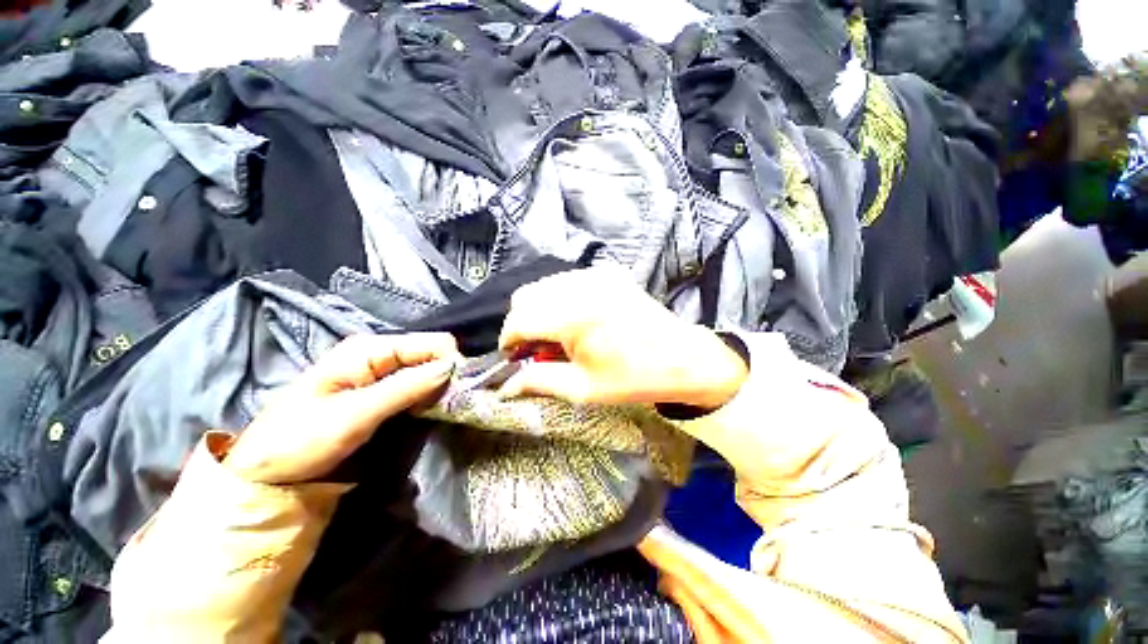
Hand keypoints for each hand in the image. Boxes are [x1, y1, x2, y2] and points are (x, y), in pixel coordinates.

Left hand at [224, 333, 459, 483]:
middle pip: (432, 353)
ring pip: (428, 369)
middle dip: (444, 376)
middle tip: (443, 407)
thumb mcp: (354, 415)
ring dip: (436, 388)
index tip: (452, 394)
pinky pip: (417, 384)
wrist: (267, 472)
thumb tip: (452, 367)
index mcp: (371, 348)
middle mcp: (380, 352)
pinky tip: (422, 411)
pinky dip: (426, 396)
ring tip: (433, 412)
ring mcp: (380, 370)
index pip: (433, 342)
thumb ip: (405, 388)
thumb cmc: (302, 440)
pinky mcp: (381, 389)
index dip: (449, 364)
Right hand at [498, 269, 746, 408]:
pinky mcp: (608, 273)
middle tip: (536, 348)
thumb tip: (505, 387)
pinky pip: (567, 281)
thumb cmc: (633, 379)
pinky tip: (575, 319)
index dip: (508, 340)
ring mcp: (595, 275)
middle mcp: (579, 287)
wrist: (683, 359)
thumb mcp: (582, 388)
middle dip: (522, 323)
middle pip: (526, 296)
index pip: (518, 320)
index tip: (513, 356)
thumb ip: (538, 381)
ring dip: (540, 309)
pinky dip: (560, 299)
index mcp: (572, 317)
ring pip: (544, 285)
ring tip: (558, 335)